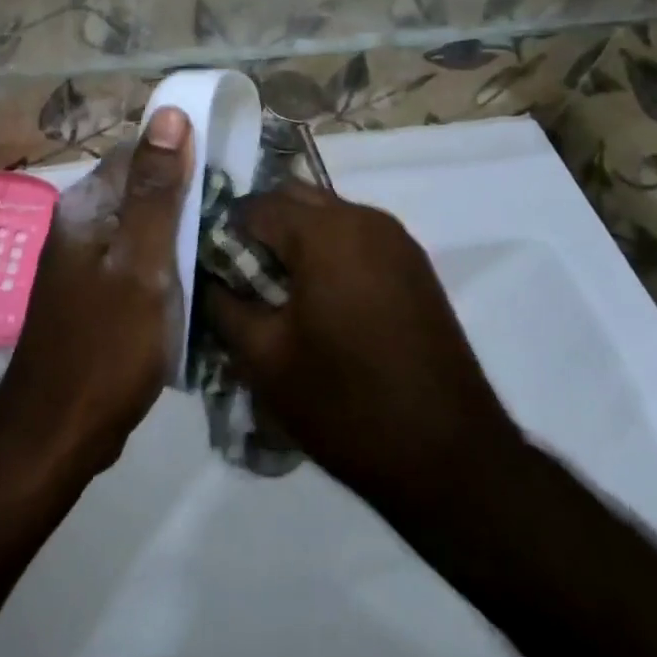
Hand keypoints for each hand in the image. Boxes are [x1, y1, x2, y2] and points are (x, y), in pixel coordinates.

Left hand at [0, 108, 191, 480]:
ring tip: (226, 242)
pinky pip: (137, 256)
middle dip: (186, 193)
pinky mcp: (95, 290)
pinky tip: (197, 276)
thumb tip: (168, 113)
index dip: (182, 152)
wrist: (58, 431)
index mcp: (87, 205)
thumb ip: (156, 190)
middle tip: (236, 214)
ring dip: (180, 228)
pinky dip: (167, 259)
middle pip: (141, 186)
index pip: (138, 151)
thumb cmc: (106, 344)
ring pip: (142, 224)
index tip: (228, 169)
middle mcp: (80, 222)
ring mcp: (85, 258)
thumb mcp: (142, 263)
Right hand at [202, 181, 523, 516]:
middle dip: (261, 228)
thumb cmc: (346, 404)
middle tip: (243, 278)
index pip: (254, 206)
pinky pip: (355, 236)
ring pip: (326, 215)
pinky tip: (321, 301)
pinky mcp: (414, 264)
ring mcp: (395, 239)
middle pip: (293, 199)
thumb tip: (207, 278)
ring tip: (280, 292)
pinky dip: (329, 251)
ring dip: (296, 239)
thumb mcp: (264, 359)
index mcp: (324, 232)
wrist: (450, 458)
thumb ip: (223, 305)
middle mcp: (363, 218)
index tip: (212, 271)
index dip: (224, 234)